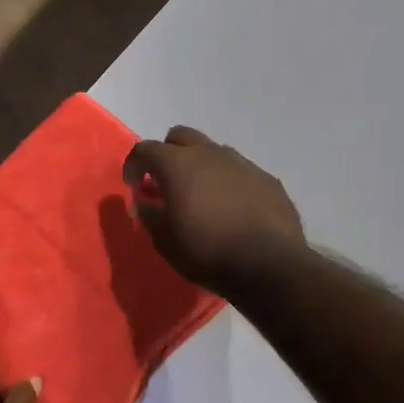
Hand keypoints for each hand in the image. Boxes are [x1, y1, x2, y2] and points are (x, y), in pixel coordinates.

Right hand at [123, 126, 305, 294]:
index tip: (133, 185)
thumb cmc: (207, 252)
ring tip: (201, 197)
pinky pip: (240, 171)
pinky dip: (228, 182)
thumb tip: (143, 202)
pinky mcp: (267, 178)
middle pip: (181, 137)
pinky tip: (232, 209)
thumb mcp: (165, 241)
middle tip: (166, 182)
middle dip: (168, 154)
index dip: (134, 165)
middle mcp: (210, 153)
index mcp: (178, 164)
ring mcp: (242, 163)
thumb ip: (149, 215)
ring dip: (201, 167)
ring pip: (213, 151)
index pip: (145, 149)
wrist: (269, 265)